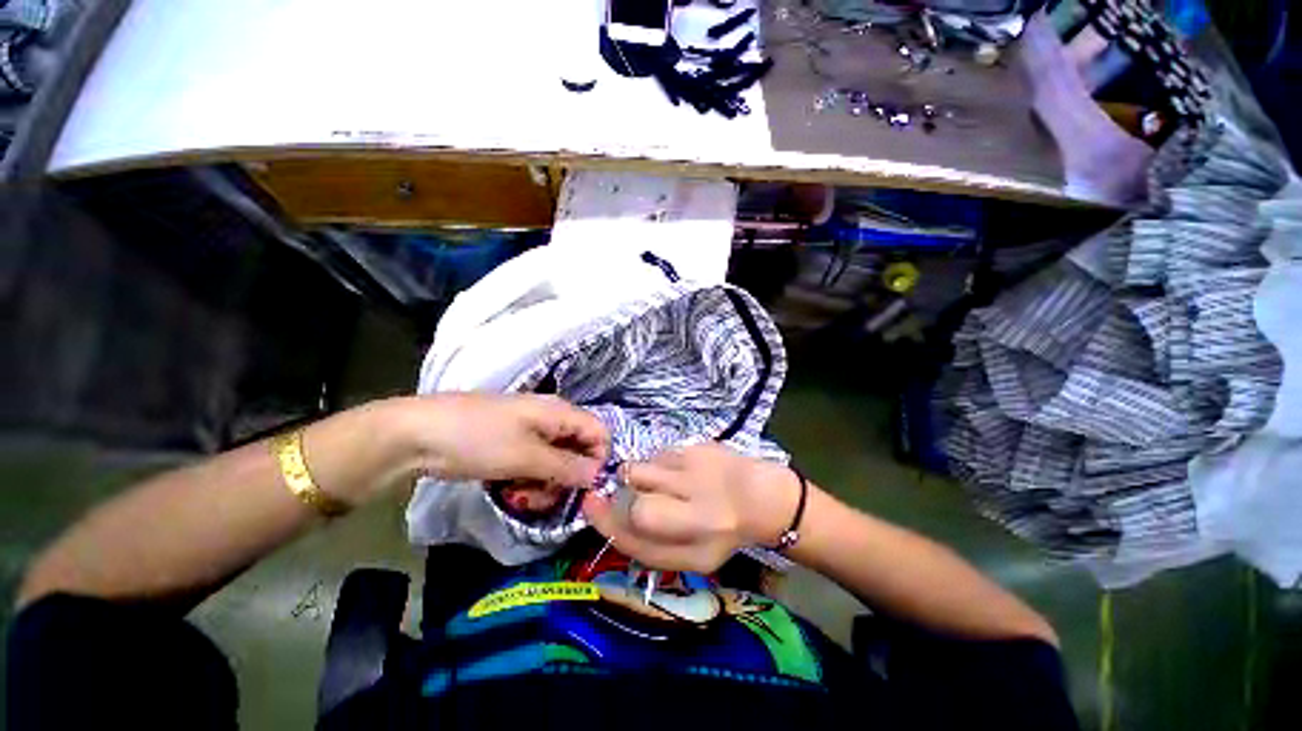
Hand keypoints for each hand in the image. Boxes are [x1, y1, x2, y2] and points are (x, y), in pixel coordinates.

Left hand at [407, 394, 608, 486]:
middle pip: (578, 451)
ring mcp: (530, 432)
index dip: (598, 460)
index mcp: (560, 412)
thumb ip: (568, 467)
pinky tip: (508, 491)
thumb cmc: (478, 440)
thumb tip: (599, 475)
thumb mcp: (527, 457)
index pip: (599, 433)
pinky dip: (527, 481)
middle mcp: (551, 420)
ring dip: (544, 485)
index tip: (584, 488)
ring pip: (556, 463)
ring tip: (518, 497)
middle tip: (542, 499)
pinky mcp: (512, 445)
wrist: (417, 435)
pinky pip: (534, 465)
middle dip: (565, 480)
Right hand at [581, 444, 799, 572]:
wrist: (763, 499)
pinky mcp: (700, 447)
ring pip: (642, 467)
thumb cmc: (722, 533)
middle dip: (623, 494)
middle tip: (636, 494)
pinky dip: (659, 463)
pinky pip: (659, 452)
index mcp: (696, 548)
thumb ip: (648, 546)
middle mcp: (699, 511)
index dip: (605, 522)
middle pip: (636, 498)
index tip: (591, 504)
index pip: (636, 537)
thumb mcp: (690, 558)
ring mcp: (699, 472)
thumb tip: (606, 514)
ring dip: (640, 475)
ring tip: (664, 482)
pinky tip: (680, 470)